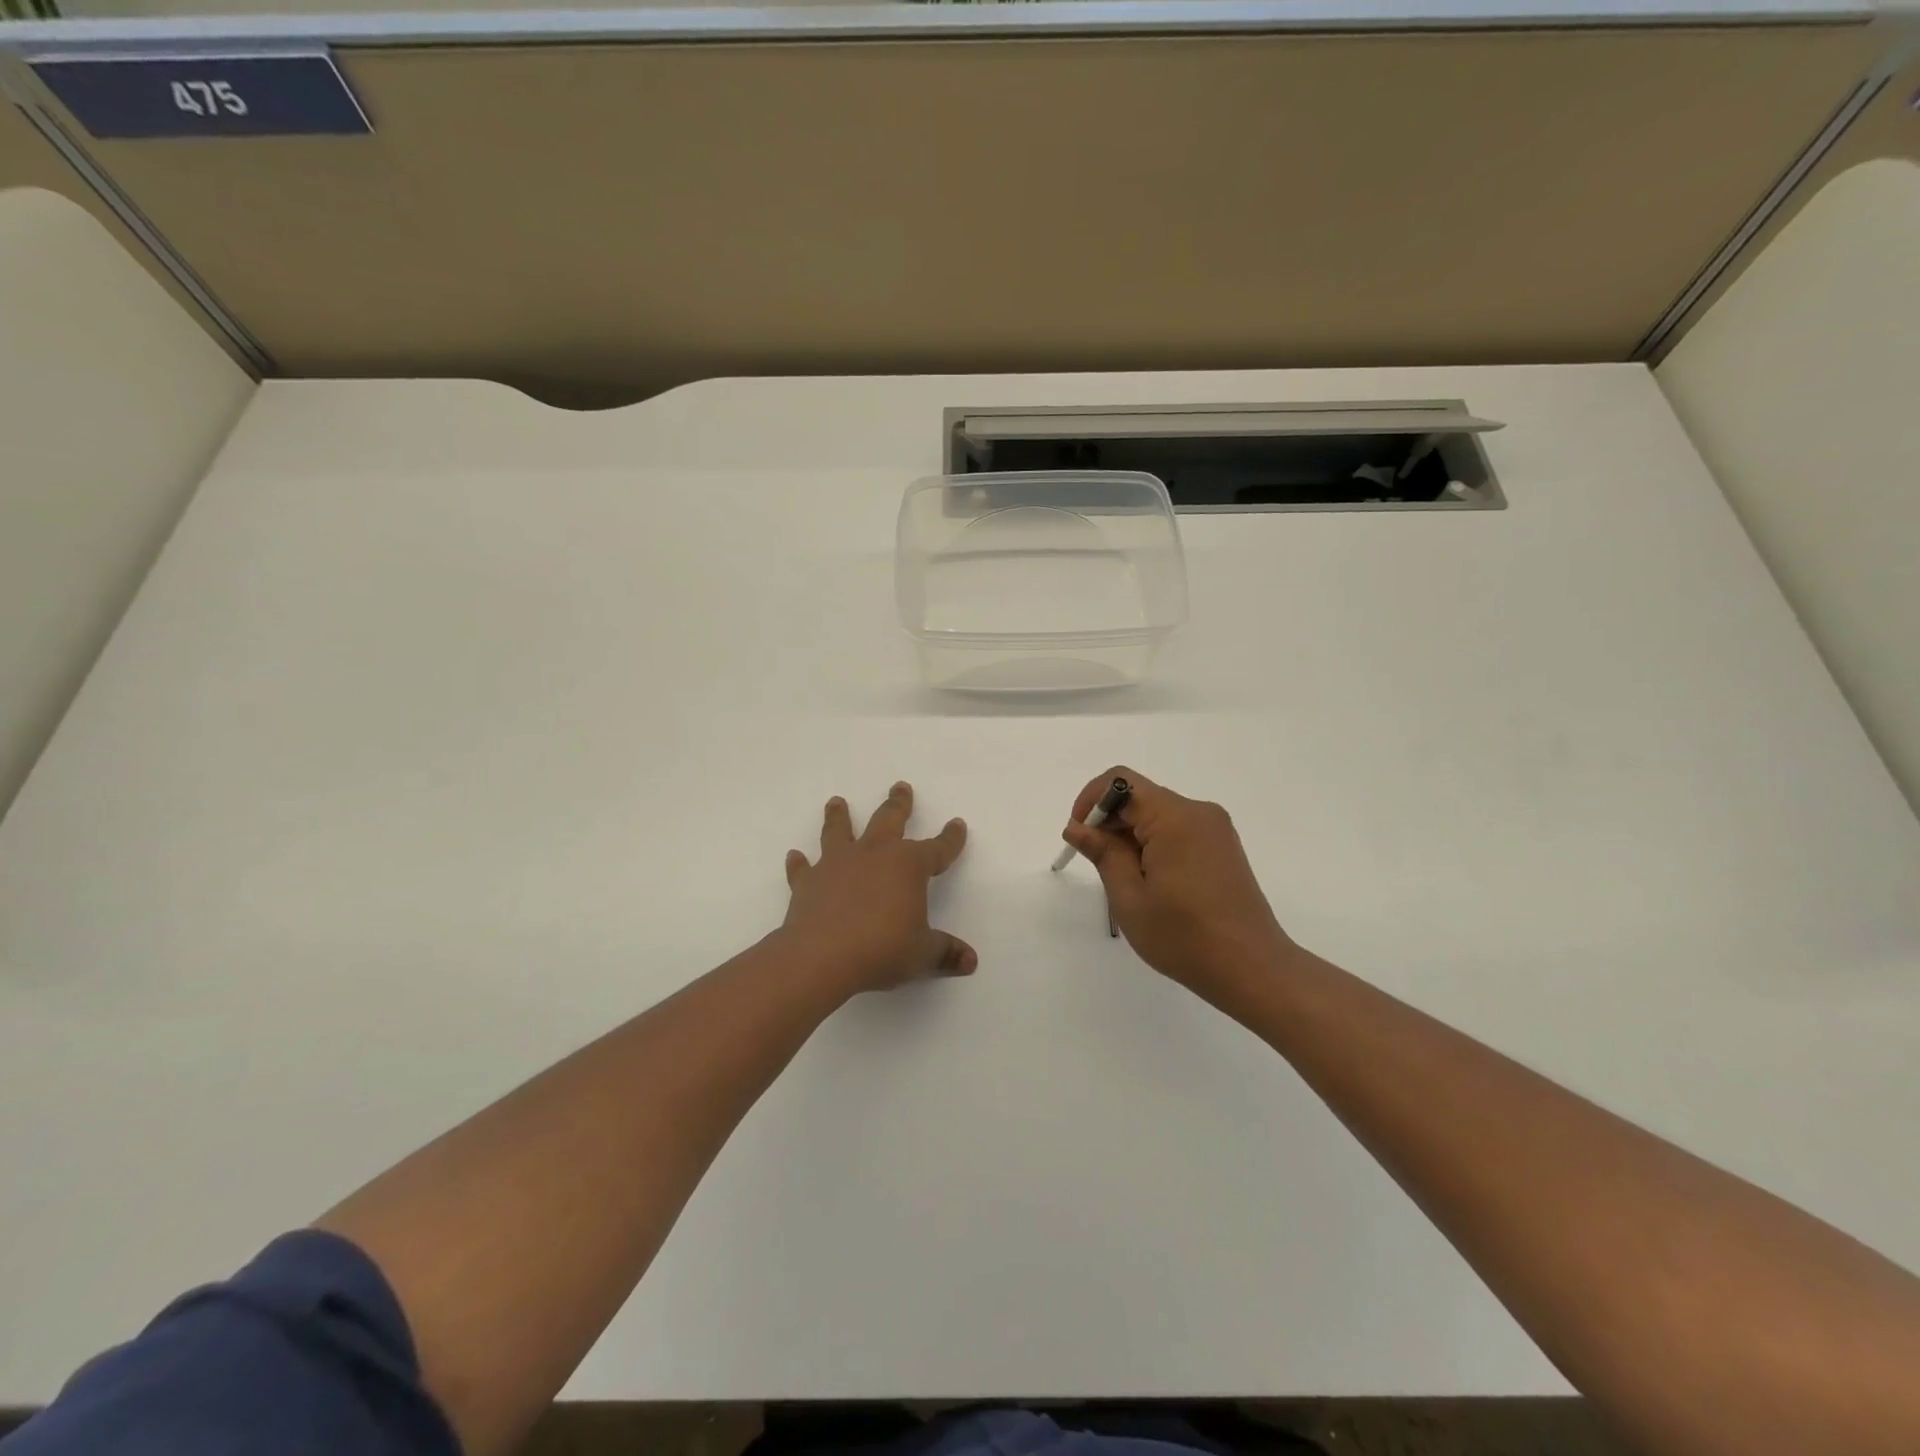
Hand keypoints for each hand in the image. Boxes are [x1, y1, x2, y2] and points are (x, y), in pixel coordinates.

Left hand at [782, 782, 974, 992]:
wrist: (821, 956)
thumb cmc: (881, 949)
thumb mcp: (922, 954)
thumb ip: (946, 953)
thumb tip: (971, 961)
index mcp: (908, 865)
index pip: (937, 848)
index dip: (950, 838)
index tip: (957, 824)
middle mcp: (873, 854)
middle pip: (888, 820)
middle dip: (898, 804)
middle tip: (901, 787)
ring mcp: (837, 864)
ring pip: (839, 831)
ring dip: (839, 816)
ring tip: (837, 801)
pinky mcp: (808, 882)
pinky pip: (803, 868)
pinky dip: (799, 863)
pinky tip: (795, 856)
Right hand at [1063, 766, 1292, 990]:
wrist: (1252, 969)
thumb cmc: (1184, 936)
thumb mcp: (1129, 898)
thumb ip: (1103, 853)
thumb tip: (1078, 827)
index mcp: (1174, 817)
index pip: (1120, 782)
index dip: (1091, 801)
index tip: (1080, 836)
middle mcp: (1198, 812)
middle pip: (1140, 797)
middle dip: (1110, 822)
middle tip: (1098, 866)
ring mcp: (1215, 829)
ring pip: (1158, 815)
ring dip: (1131, 836)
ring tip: (1126, 881)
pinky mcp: (1222, 847)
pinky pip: (1178, 830)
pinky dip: (1154, 844)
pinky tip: (1152, 883)